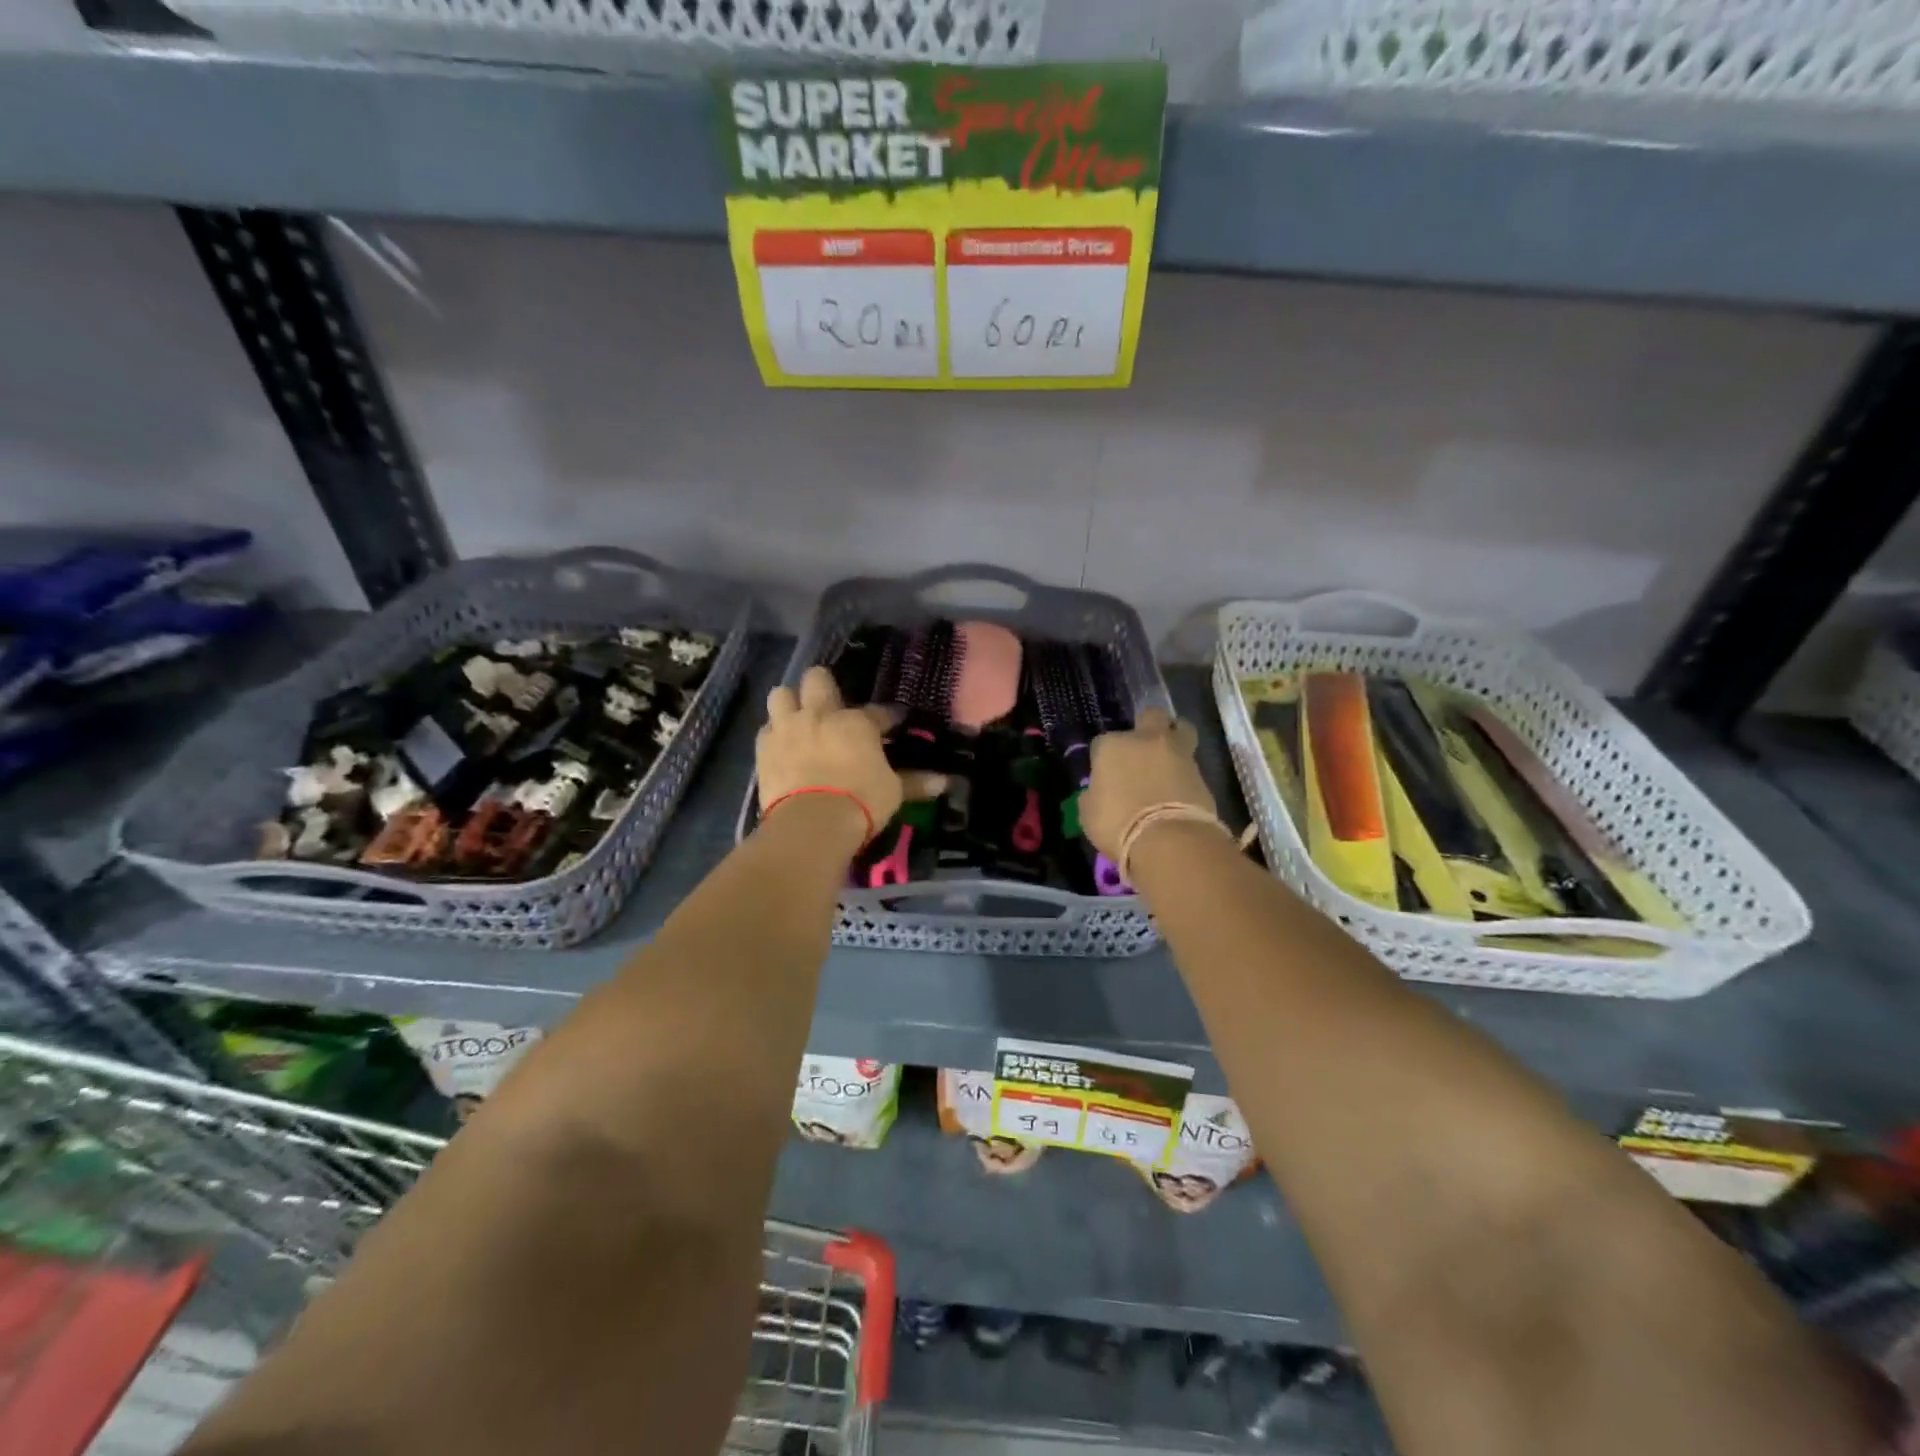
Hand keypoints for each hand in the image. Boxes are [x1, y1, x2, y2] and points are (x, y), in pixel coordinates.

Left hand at [757, 666, 906, 842]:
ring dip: (790, 703)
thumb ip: (915, 782)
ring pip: (781, 694)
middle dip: (824, 686)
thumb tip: (946, 782)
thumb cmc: (860, 801)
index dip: (886, 717)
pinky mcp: (764, 749)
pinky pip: (766, 729)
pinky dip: (774, 733)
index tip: (893, 724)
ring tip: (799, 718)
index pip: (877, 712)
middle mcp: (819, 715)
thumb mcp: (893, 792)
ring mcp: (787, 728)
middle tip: (832, 704)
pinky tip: (783, 745)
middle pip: (817, 679)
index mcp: (856, 722)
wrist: (811, 823)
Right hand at [1081, 708, 1217, 862]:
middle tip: (1143, 749)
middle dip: (1147, 726)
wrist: (1168, 840)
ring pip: (1180, 730)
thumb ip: (1094, 795)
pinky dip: (1185, 771)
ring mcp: (1177, 752)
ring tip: (1169, 761)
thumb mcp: (1089, 814)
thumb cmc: (1117, 824)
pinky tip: (1180, 787)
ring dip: (1175, 741)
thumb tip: (1098, 792)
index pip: (1103, 742)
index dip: (1105, 758)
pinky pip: (1191, 762)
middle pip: (1150, 716)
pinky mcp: (1201, 771)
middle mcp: (1145, 740)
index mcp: (1112, 746)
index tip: (1106, 775)